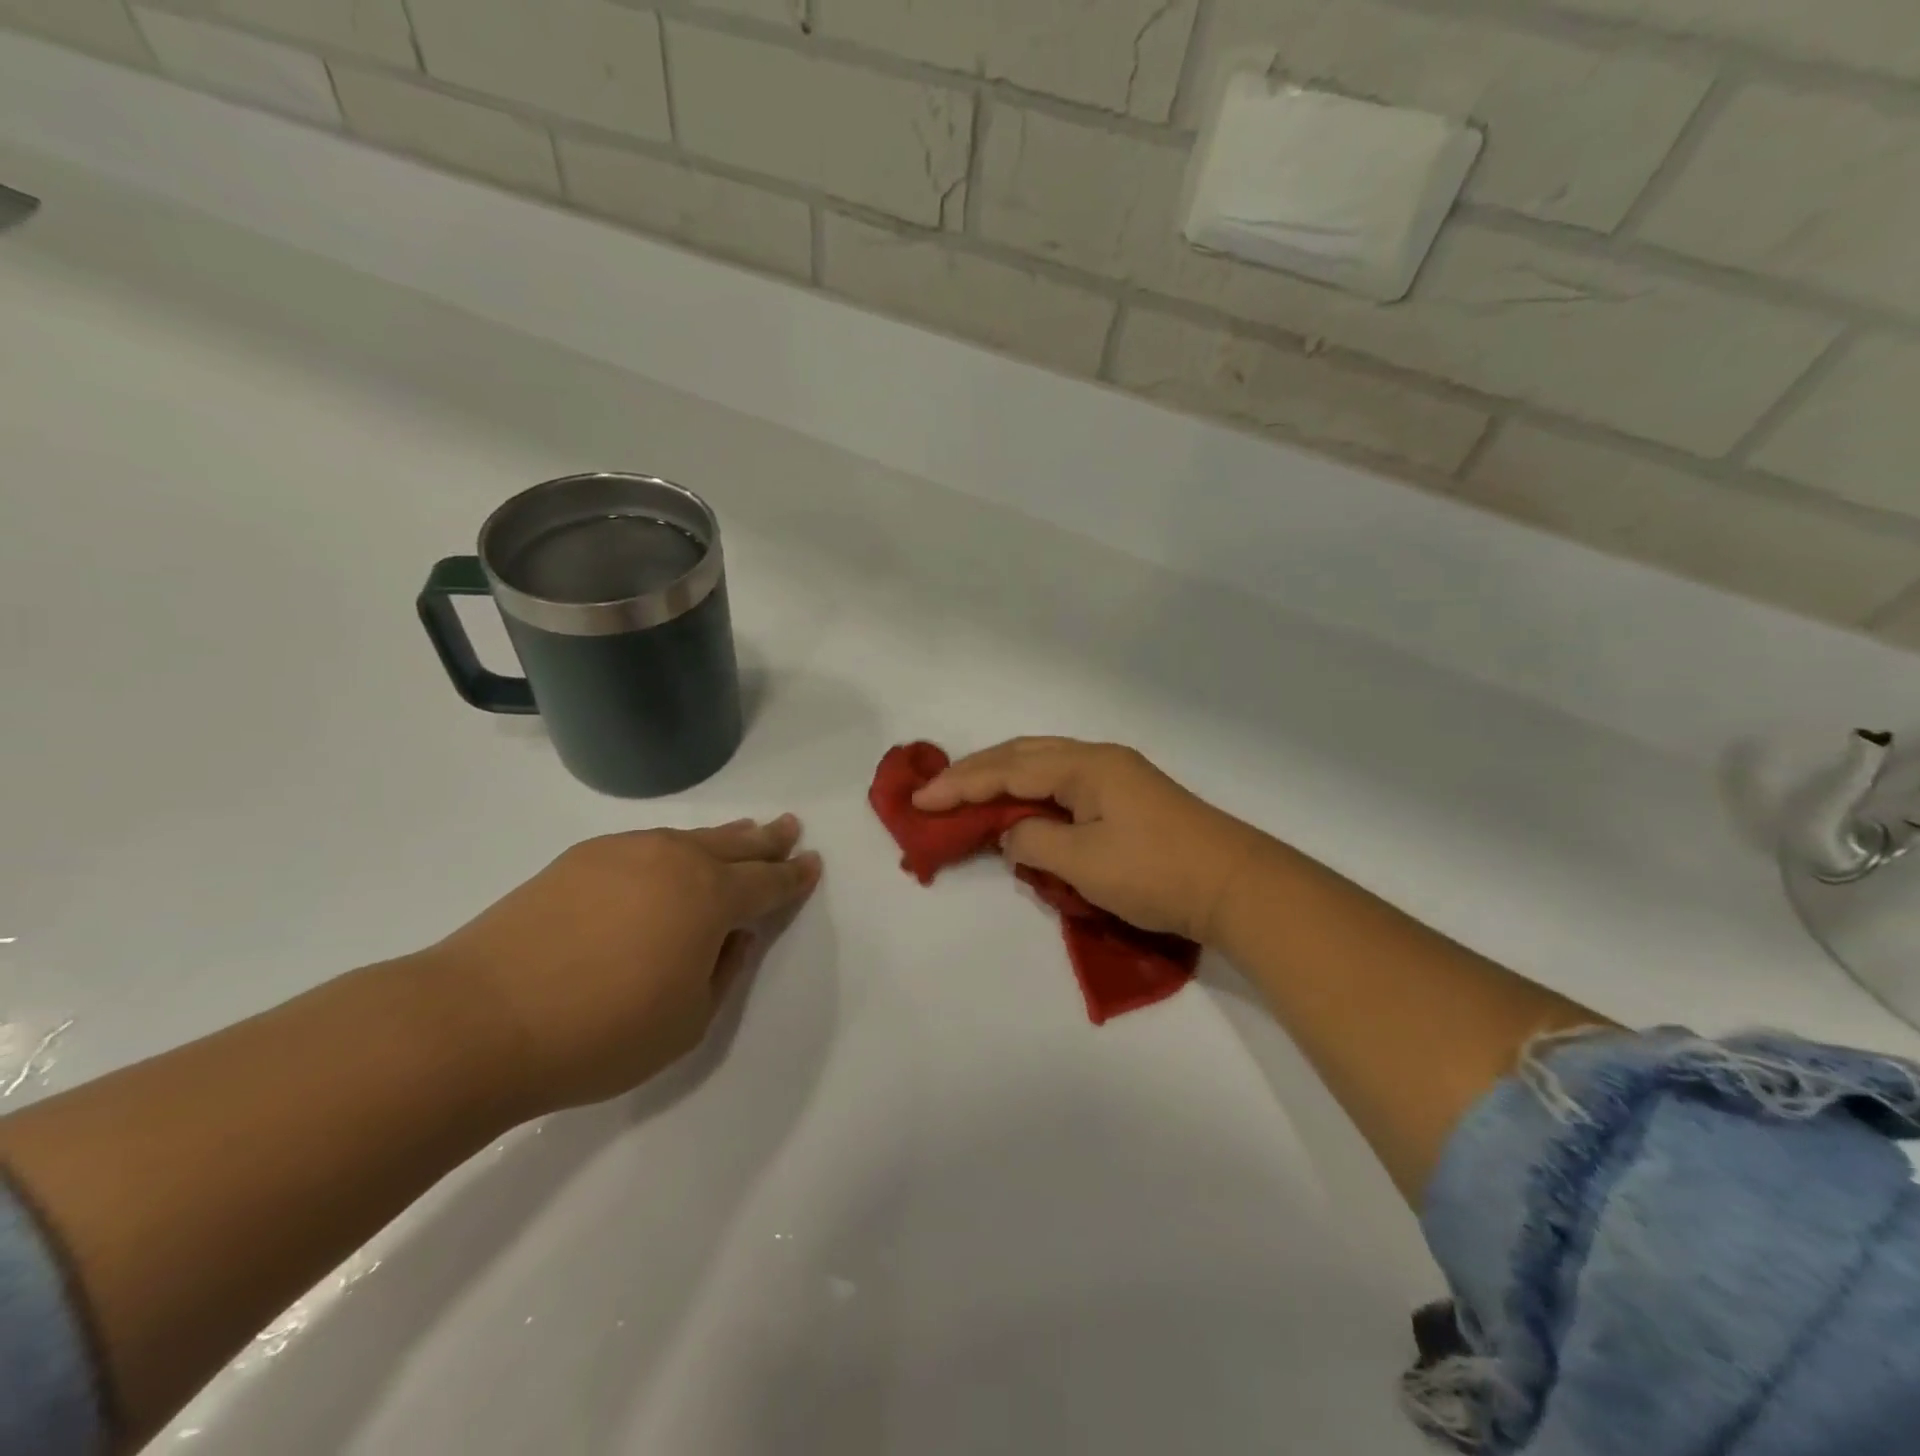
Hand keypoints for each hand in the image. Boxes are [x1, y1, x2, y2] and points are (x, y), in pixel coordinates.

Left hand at [421, 817, 821, 1115]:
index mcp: (711, 898)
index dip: (794, 876)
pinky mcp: (580, 859)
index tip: (812, 863)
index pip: (768, 883)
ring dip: (724, 837)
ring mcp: (625, 852)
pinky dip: (674, 847)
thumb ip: (723, 973)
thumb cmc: (600, 1033)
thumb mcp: (688, 1022)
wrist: (477, 1020)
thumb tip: (732, 937)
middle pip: (736, 845)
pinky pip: (648, 843)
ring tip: (743, 832)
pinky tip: (671, 857)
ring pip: (691, 837)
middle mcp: (675, 861)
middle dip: (768, 840)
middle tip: (789, 827)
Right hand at [913, 739, 1270, 943]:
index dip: (960, 784)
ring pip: (1043, 766)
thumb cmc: (1157, 872)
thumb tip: (1012, 833)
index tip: (919, 800)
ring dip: (1003, 778)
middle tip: (936, 790)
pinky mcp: (1127, 798)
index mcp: (1085, 766)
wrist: (1236, 885)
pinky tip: (1019, 807)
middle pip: (1022, 755)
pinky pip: (1063, 785)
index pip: (1007, 769)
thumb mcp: (1084, 863)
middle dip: (976, 772)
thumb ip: (1034, 841)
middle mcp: (1098, 760)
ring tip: (967, 794)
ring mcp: (1116, 777)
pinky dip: (1031, 793)